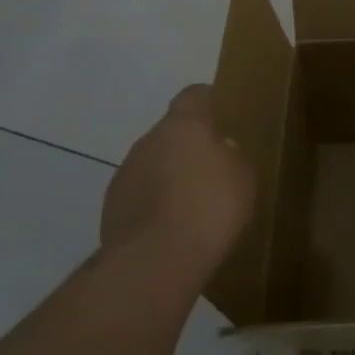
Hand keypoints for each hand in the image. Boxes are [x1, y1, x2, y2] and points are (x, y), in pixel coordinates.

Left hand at [101, 85, 255, 282]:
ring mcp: (125, 173)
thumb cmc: (211, 207)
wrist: (156, 260)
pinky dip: (153, 204)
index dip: (208, 102)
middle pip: (171, 132)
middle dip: (188, 147)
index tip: (222, 116)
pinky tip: (171, 228)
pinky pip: (139, 194)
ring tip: (191, 206)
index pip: (194, 95)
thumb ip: (232, 157)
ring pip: (152, 164)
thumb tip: (220, 151)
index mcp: (184, 125)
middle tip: (212, 171)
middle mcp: (149, 140)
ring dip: (168, 177)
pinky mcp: (111, 207)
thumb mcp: (243, 177)